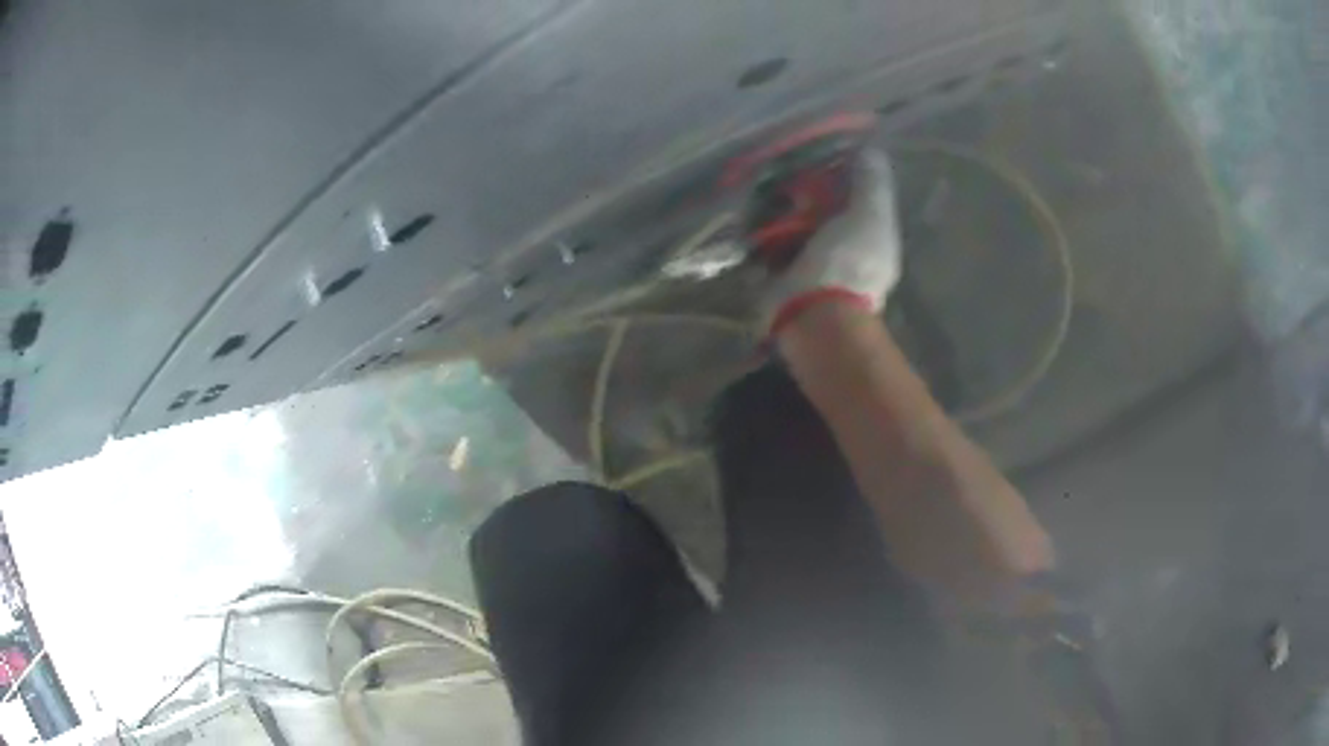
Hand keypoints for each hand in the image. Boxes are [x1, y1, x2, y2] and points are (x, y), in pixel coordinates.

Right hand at [758, 148, 902, 338]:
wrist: (814, 313)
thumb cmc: (849, 261)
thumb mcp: (870, 213)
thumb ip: (871, 182)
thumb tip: (870, 150)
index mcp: (869, 234)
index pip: (856, 195)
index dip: (840, 173)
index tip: (818, 153)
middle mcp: (842, 249)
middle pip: (822, 209)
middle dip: (803, 190)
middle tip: (783, 169)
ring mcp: (810, 265)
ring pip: (792, 226)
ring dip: (778, 210)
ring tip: (761, 187)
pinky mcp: (779, 277)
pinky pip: (767, 246)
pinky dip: (759, 233)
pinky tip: (748, 214)